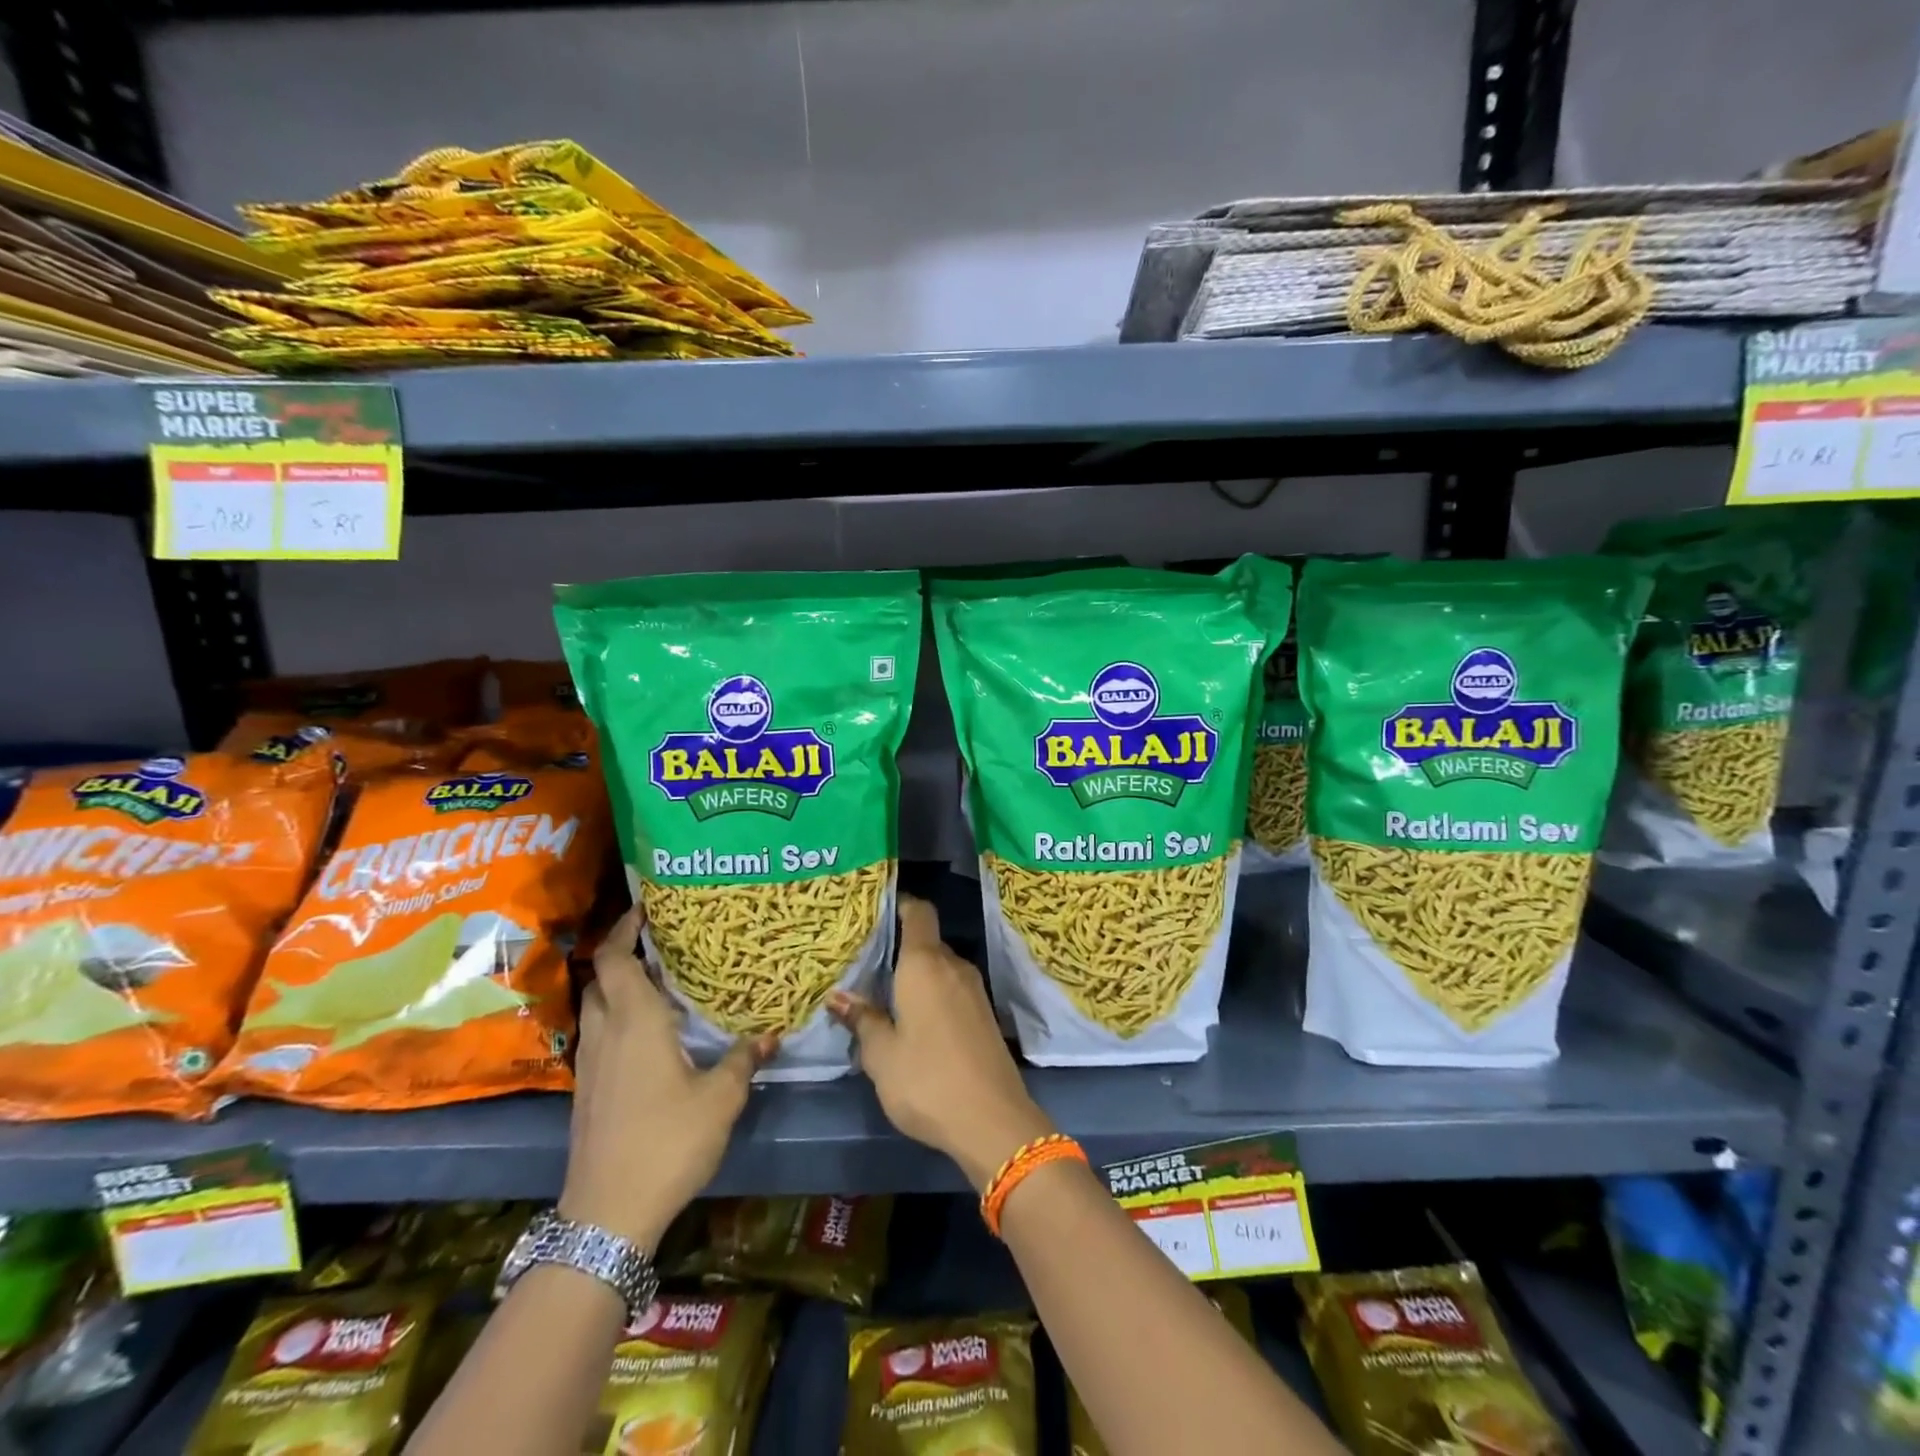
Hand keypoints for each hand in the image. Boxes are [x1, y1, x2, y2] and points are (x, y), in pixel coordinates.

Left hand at [561, 906, 774, 1250]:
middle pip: (600, 978)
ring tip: (657, 981)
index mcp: (634, 1022)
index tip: (646, 909)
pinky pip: (598, 1034)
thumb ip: (745, 1059)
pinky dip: (616, 1017)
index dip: (624, 929)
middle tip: (660, 943)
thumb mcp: (720, 1099)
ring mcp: (591, 1064)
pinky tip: (647, 1034)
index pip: (616, 959)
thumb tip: (773, 1034)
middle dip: (622, 953)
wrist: (606, 1214)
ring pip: (595, 1007)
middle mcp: (606, 1033)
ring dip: (617, 986)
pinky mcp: (587, 1091)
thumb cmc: (667, 1142)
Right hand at [831, 894, 1052, 1191]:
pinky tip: (913, 1018)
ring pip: (940, 967)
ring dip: (916, 974)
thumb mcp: (881, 1055)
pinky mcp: (984, 1014)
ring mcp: (974, 990)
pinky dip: (933, 993)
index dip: (899, 904)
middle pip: (926, 941)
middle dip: (899, 947)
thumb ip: (863, 1020)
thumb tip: (840, 997)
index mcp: (925, 964)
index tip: (875, 910)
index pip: (918, 912)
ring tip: (884, 991)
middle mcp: (953, 966)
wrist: (993, 1120)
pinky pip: (952, 988)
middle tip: (866, 961)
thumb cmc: (927, 1080)